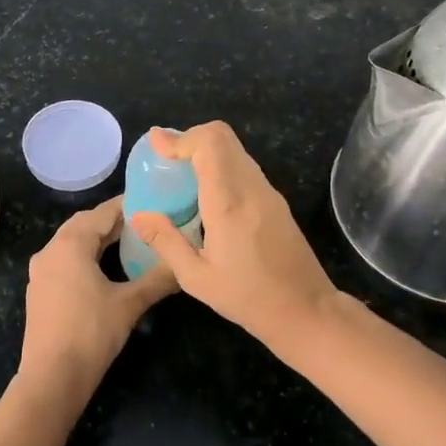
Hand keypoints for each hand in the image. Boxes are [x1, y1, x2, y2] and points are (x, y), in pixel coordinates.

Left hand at [19, 198, 175, 404]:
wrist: (51, 378)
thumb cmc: (91, 333)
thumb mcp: (130, 304)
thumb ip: (158, 279)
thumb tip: (184, 265)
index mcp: (70, 244)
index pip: (103, 212)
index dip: (128, 206)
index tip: (153, 202)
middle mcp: (50, 250)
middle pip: (85, 224)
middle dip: (113, 221)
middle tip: (145, 221)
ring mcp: (41, 271)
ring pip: (73, 242)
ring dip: (98, 238)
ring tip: (130, 241)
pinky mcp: (40, 290)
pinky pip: (65, 260)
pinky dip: (86, 255)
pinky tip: (106, 268)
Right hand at [127, 122, 338, 343]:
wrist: (306, 309)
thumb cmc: (248, 298)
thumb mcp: (196, 278)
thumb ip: (166, 242)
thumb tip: (139, 215)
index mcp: (229, 203)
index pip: (209, 145)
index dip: (180, 138)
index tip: (156, 145)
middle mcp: (251, 187)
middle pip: (223, 136)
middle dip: (191, 137)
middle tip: (166, 155)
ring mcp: (268, 191)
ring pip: (235, 148)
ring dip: (206, 149)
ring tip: (181, 171)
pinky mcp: (276, 200)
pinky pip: (244, 166)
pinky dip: (220, 163)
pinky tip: (206, 191)